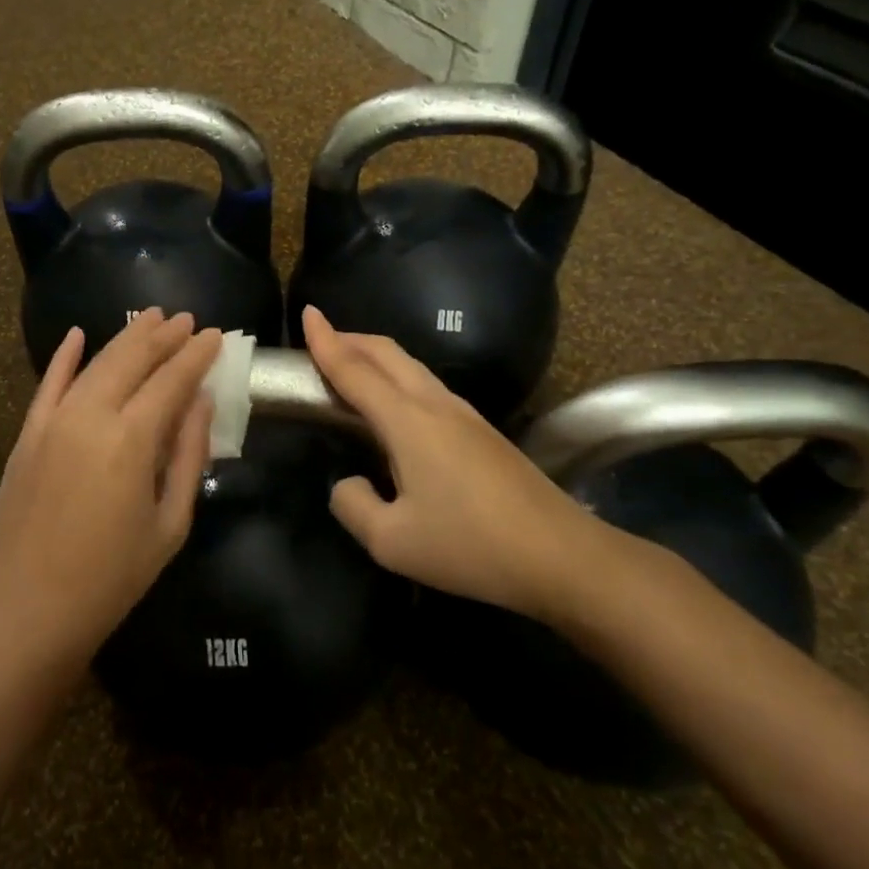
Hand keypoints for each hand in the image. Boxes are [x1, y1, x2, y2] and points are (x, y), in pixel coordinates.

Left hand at [0, 308, 220, 673]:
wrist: (27, 612)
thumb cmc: (112, 578)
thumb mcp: (170, 524)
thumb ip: (188, 456)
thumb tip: (201, 402)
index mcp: (132, 440)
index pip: (172, 380)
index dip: (196, 354)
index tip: (215, 335)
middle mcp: (90, 416)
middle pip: (132, 360)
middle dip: (163, 336)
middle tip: (187, 319)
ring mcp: (52, 422)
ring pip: (94, 363)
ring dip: (125, 338)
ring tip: (150, 319)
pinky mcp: (26, 435)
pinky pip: (47, 384)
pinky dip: (63, 357)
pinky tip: (77, 335)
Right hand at [302, 305, 615, 623]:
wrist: (561, 555)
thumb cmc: (471, 545)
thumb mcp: (392, 542)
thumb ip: (353, 506)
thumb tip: (347, 484)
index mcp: (408, 421)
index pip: (355, 370)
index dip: (326, 342)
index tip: (307, 313)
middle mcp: (435, 404)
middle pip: (386, 353)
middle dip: (350, 339)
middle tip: (320, 340)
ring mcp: (464, 414)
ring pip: (410, 367)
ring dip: (375, 357)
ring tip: (350, 368)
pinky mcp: (481, 431)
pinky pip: (426, 386)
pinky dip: (396, 378)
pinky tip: (394, 405)